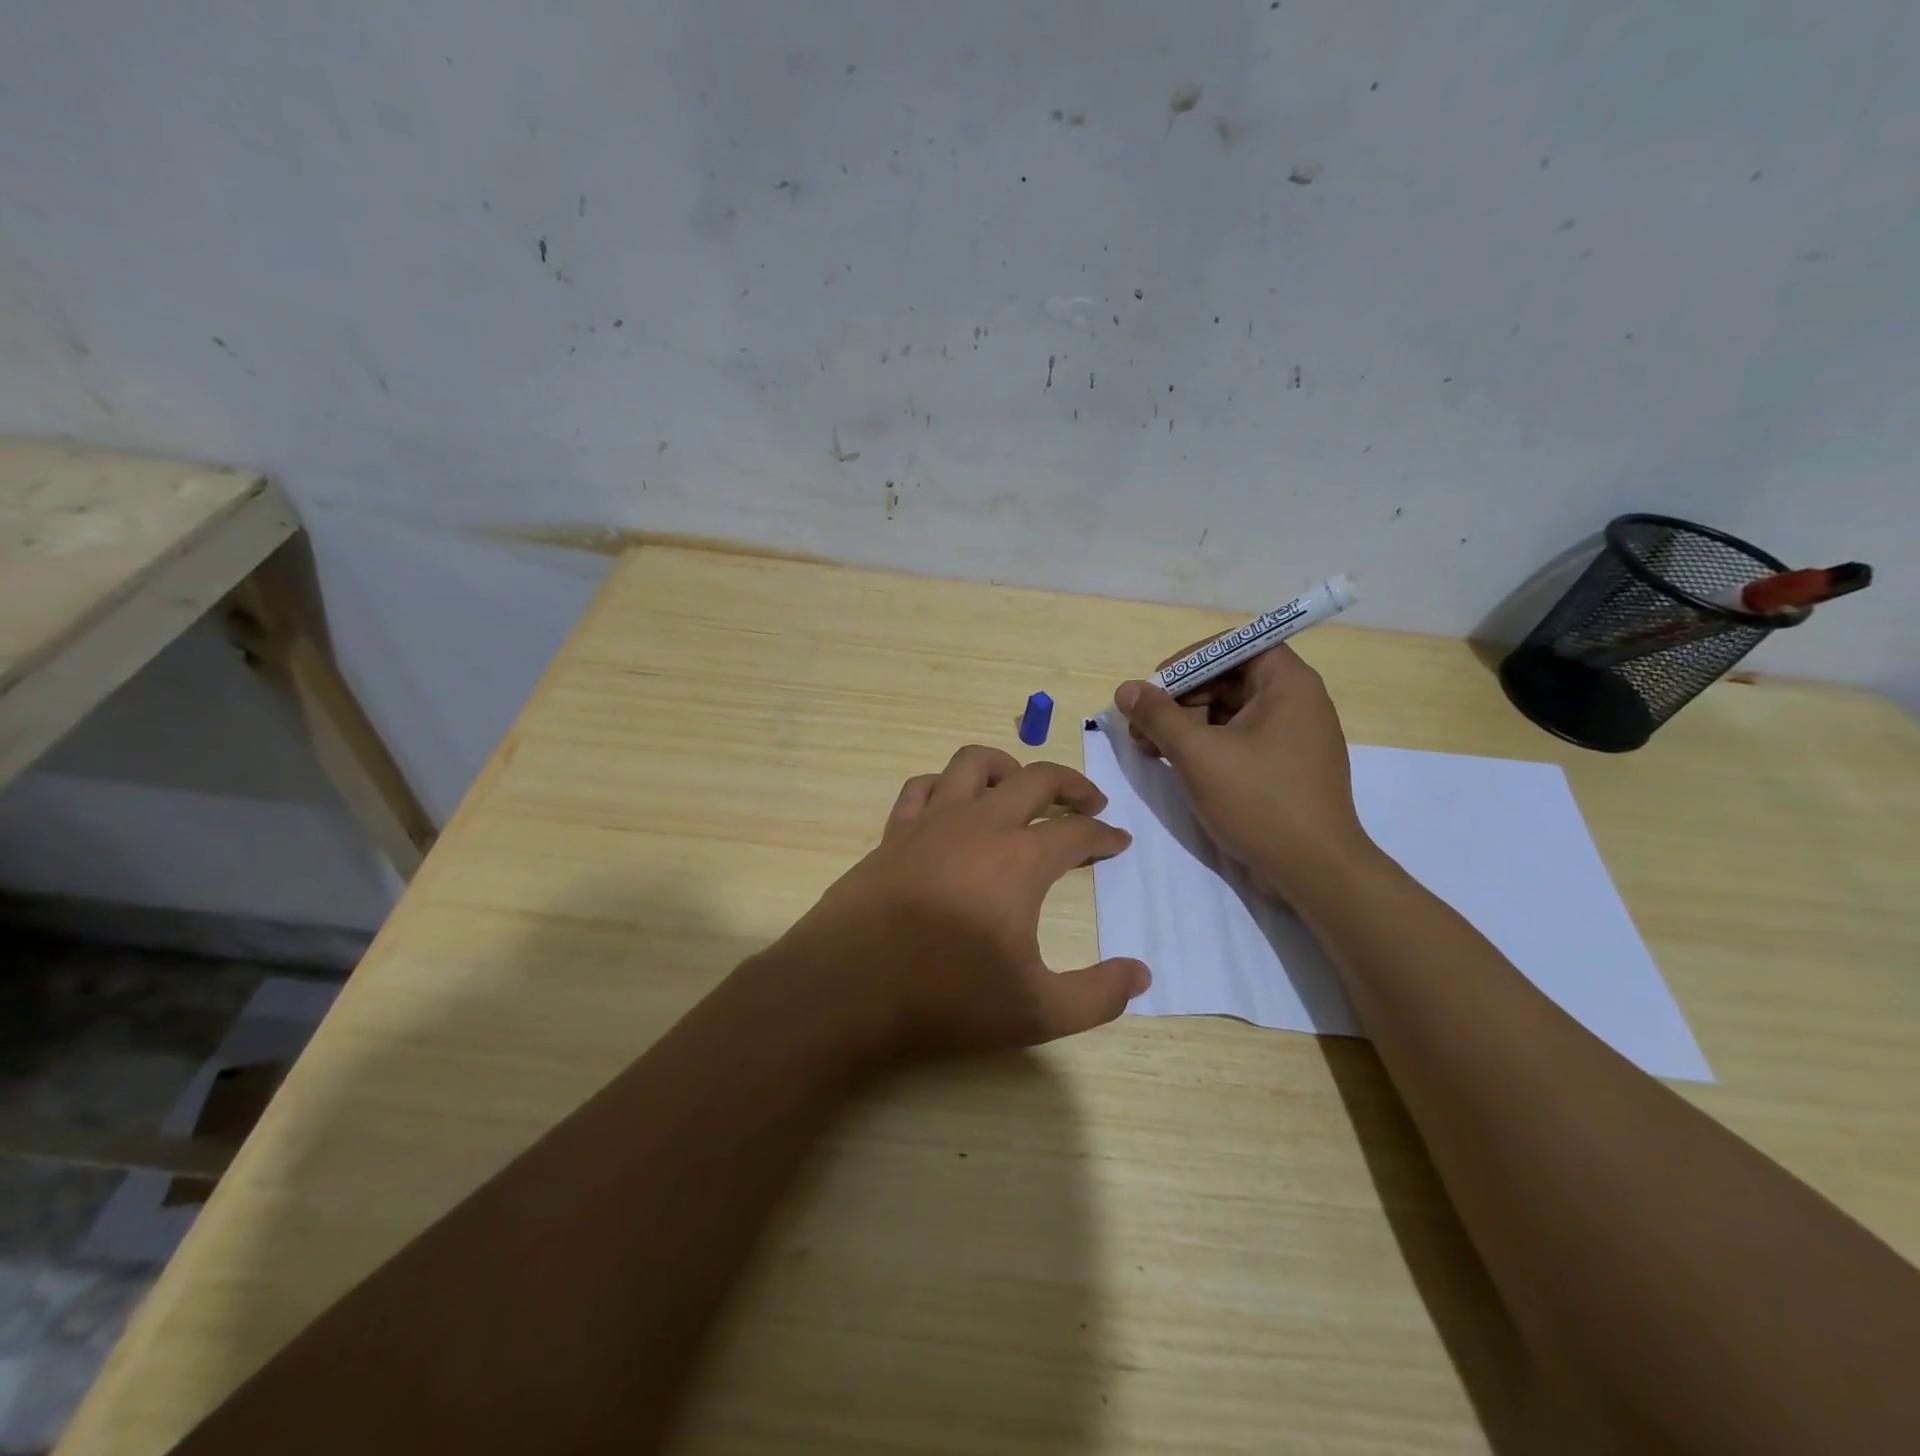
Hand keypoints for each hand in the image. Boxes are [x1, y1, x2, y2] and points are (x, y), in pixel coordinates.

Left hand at [769, 744, 1150, 1066]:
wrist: (848, 987)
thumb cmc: (945, 996)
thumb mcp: (1037, 1010)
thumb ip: (1098, 995)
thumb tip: (1141, 975)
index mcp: (1020, 859)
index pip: (1077, 833)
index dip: (1104, 837)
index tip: (1118, 843)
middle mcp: (979, 824)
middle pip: (1036, 779)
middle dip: (1071, 785)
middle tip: (1089, 803)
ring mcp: (931, 822)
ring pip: (973, 764)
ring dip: (1007, 767)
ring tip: (1021, 787)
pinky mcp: (893, 833)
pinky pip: (922, 788)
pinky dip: (944, 786)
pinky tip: (951, 806)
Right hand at [1114, 644, 1376, 901]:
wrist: (1315, 870)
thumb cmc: (1259, 801)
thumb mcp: (1198, 754)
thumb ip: (1159, 716)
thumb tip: (1126, 689)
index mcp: (1288, 684)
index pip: (1235, 647)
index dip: (1191, 660)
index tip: (1156, 685)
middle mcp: (1297, 702)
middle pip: (1228, 680)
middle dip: (1180, 699)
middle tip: (1141, 726)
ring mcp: (1293, 737)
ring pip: (1230, 713)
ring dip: (1187, 725)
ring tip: (1149, 749)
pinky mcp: (1286, 767)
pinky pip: (1240, 740)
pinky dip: (1207, 746)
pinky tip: (1176, 764)